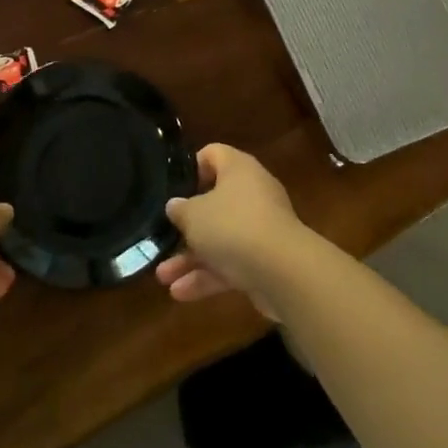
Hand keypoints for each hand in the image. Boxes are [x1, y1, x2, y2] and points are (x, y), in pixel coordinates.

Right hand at [156, 143, 307, 317]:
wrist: (284, 273)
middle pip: (214, 202)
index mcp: (238, 169)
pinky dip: (208, 276)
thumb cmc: (233, 226)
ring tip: (163, 276)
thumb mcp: (194, 215)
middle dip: (187, 226)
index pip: (213, 155)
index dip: (191, 168)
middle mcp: (252, 193)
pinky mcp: (265, 261)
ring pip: (220, 239)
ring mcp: (260, 229)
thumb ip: (180, 209)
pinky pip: (231, 264)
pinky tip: (181, 293)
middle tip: (163, 237)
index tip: (172, 188)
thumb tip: (175, 205)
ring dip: (191, 258)